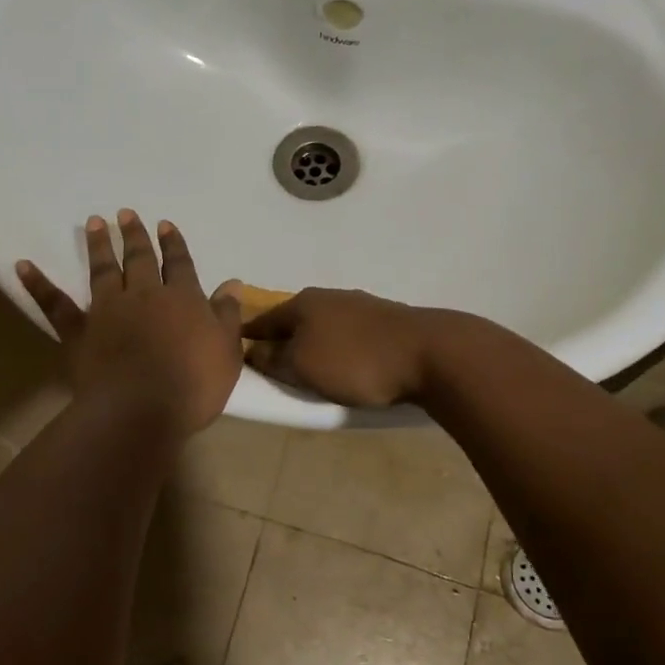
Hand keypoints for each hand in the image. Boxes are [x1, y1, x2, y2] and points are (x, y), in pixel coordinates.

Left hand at [17, 211, 242, 436]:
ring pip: (103, 269)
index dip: (174, 244)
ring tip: (95, 222)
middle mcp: (144, 295)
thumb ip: (227, 315)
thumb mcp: (226, 351)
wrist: (141, 409)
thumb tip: (232, 283)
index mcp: (182, 298)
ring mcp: (108, 310)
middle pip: (140, 259)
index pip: (179, 264)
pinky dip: (38, 283)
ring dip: (100, 245)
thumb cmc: (193, 385)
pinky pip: (54, 303)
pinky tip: (22, 265)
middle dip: (135, 235)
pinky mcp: (78, 330)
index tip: (166, 225)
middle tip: (126, 213)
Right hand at [234, 287, 435, 407]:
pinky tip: (344, 362)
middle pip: (294, 320)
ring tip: (309, 367)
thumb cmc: (355, 361)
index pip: (262, 320)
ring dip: (312, 342)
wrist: (429, 353)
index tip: (235, 352)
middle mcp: (328, 297)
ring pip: (323, 325)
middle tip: (272, 365)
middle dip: (281, 339)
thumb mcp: (303, 366)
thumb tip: (254, 350)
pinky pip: (348, 333)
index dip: (247, 337)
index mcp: (302, 303)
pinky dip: (338, 346)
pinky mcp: (385, 319)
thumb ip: (274, 359)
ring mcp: (360, 305)